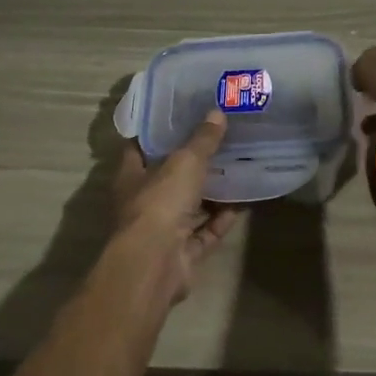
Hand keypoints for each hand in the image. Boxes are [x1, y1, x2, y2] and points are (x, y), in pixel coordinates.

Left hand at [110, 112, 241, 304]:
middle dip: (191, 163)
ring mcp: (162, 230)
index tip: (180, 116)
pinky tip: (243, 203)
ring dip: (211, 193)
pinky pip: (205, 232)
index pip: (140, 148)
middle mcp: (144, 202)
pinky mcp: (182, 252)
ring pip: (189, 206)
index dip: (157, 133)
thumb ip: (202, 140)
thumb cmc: (160, 202)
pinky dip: (222, 220)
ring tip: (236, 169)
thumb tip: (217, 112)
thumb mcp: (185, 162)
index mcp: (132, 176)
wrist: (155, 262)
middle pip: (168, 178)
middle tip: (219, 141)